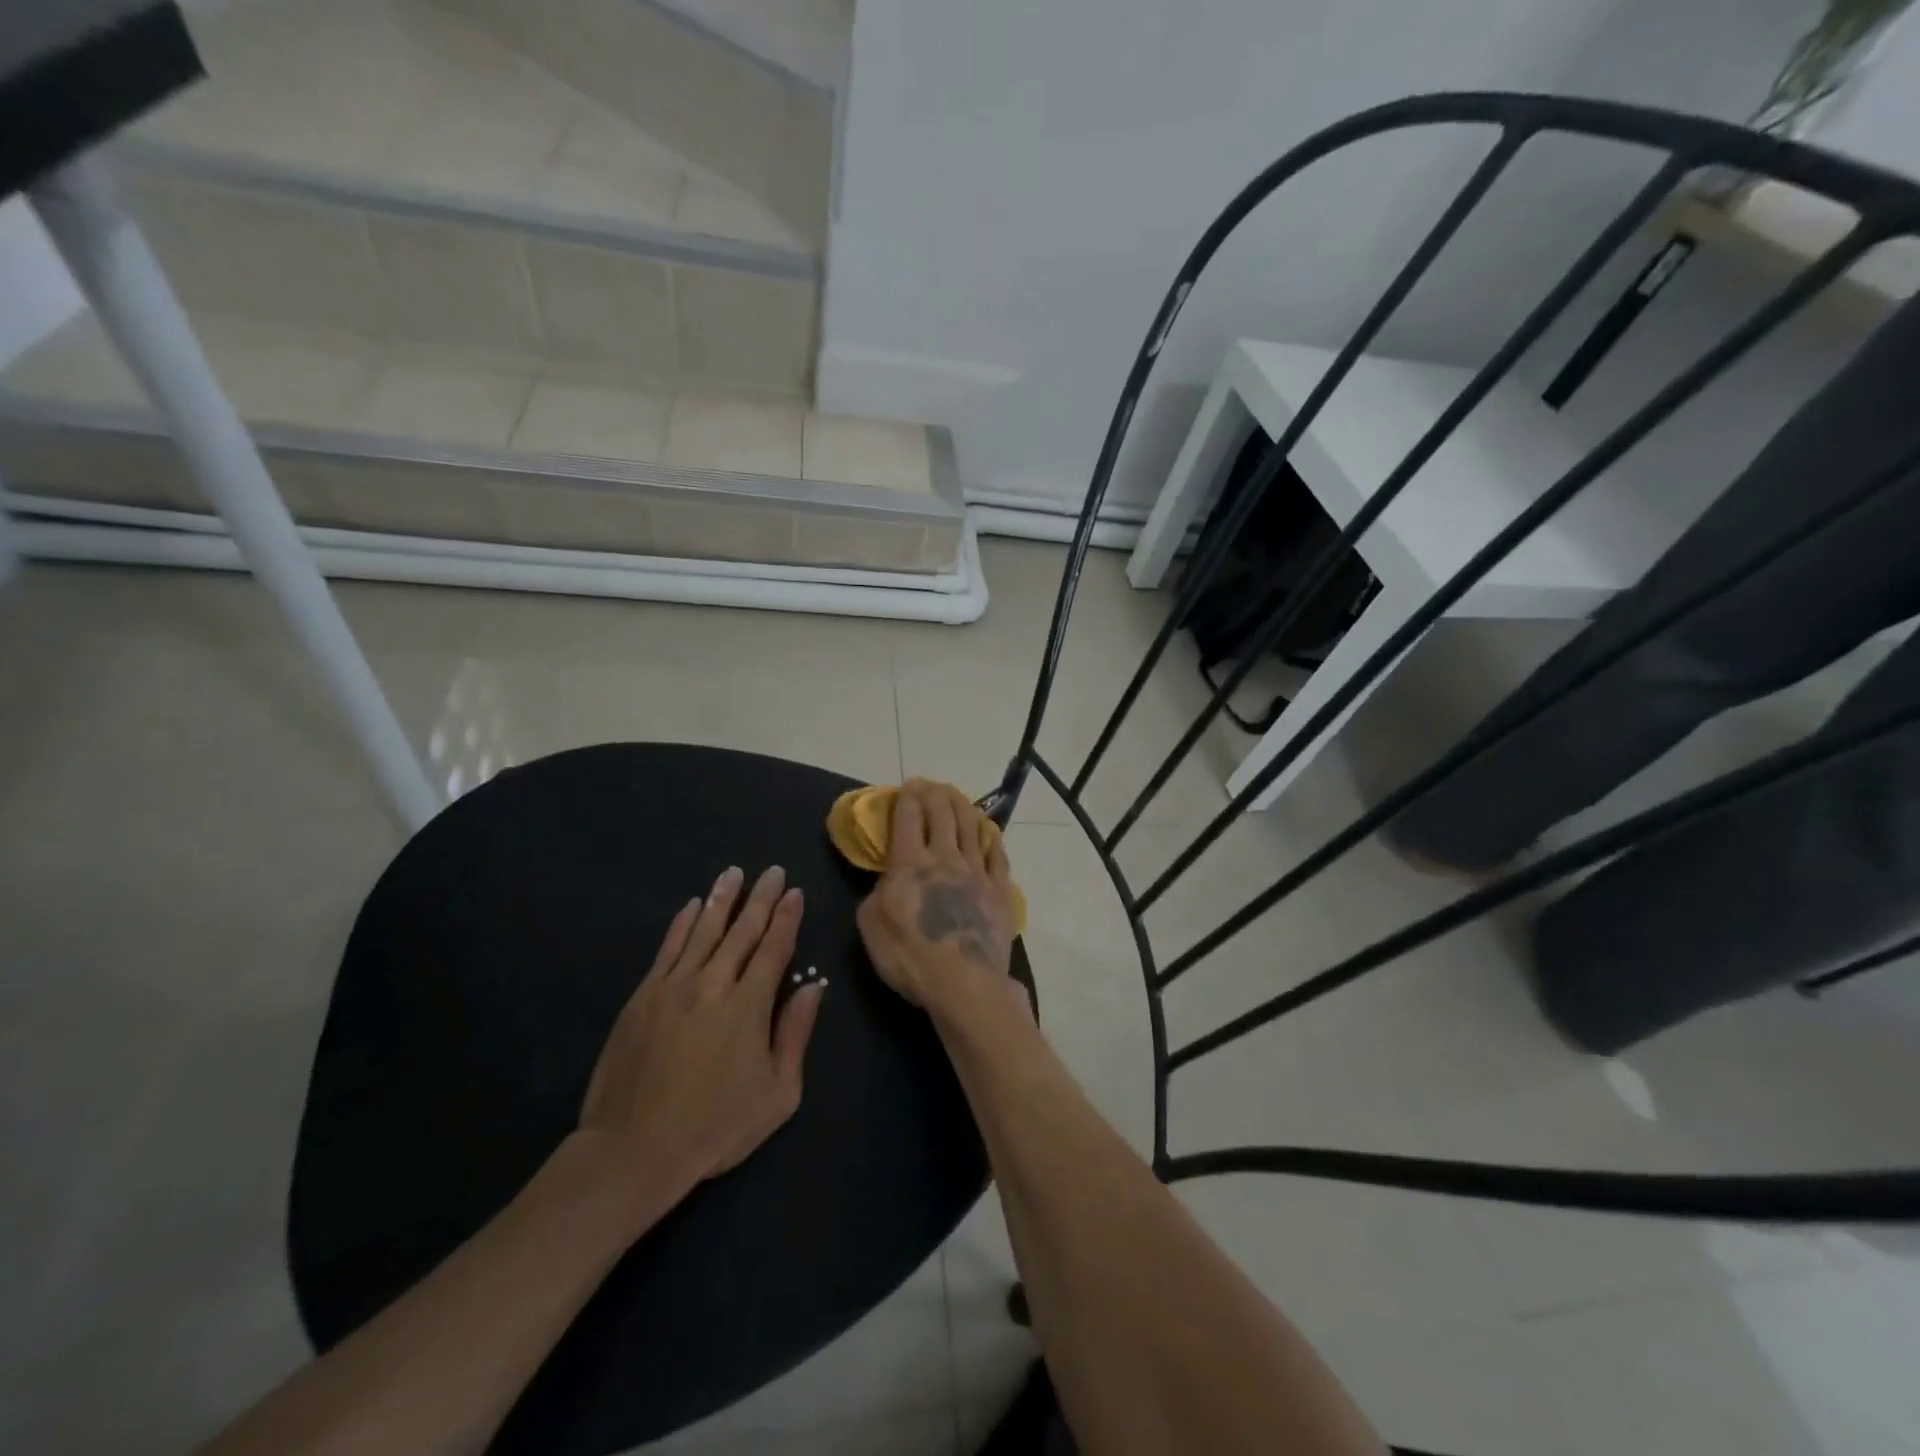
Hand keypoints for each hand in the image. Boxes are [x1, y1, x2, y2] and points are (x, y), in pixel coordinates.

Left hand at [578, 865, 826, 1213]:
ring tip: (735, 872)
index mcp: (749, 1005)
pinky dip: (682, 923)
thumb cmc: (715, 1127)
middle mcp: (713, 983)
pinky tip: (692, 905)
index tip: (795, 893)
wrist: (634, 1149)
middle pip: (742, 930)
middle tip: (773, 871)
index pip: (773, 948)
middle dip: (761, 898)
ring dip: (722, 898)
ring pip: (704, 930)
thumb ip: (796, 1034)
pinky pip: (668, 948)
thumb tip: (814, 987)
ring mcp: (674, 986)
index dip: (787, 918)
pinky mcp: (643, 996)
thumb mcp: (777, 1093)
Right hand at [857, 781, 1025, 1020]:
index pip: (909, 818)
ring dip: (963, 807)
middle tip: (931, 784)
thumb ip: (875, 894)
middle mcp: (946, 857)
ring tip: (958, 797)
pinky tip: (989, 832)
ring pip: (971, 828)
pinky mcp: (1000, 891)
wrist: (964, 982)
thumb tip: (887, 879)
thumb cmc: (910, 956)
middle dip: (935, 794)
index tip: (909, 785)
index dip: (908, 797)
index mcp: (910, 863)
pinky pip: (997, 856)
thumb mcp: (871, 926)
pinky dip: (991, 839)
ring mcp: (977, 872)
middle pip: (942, 814)